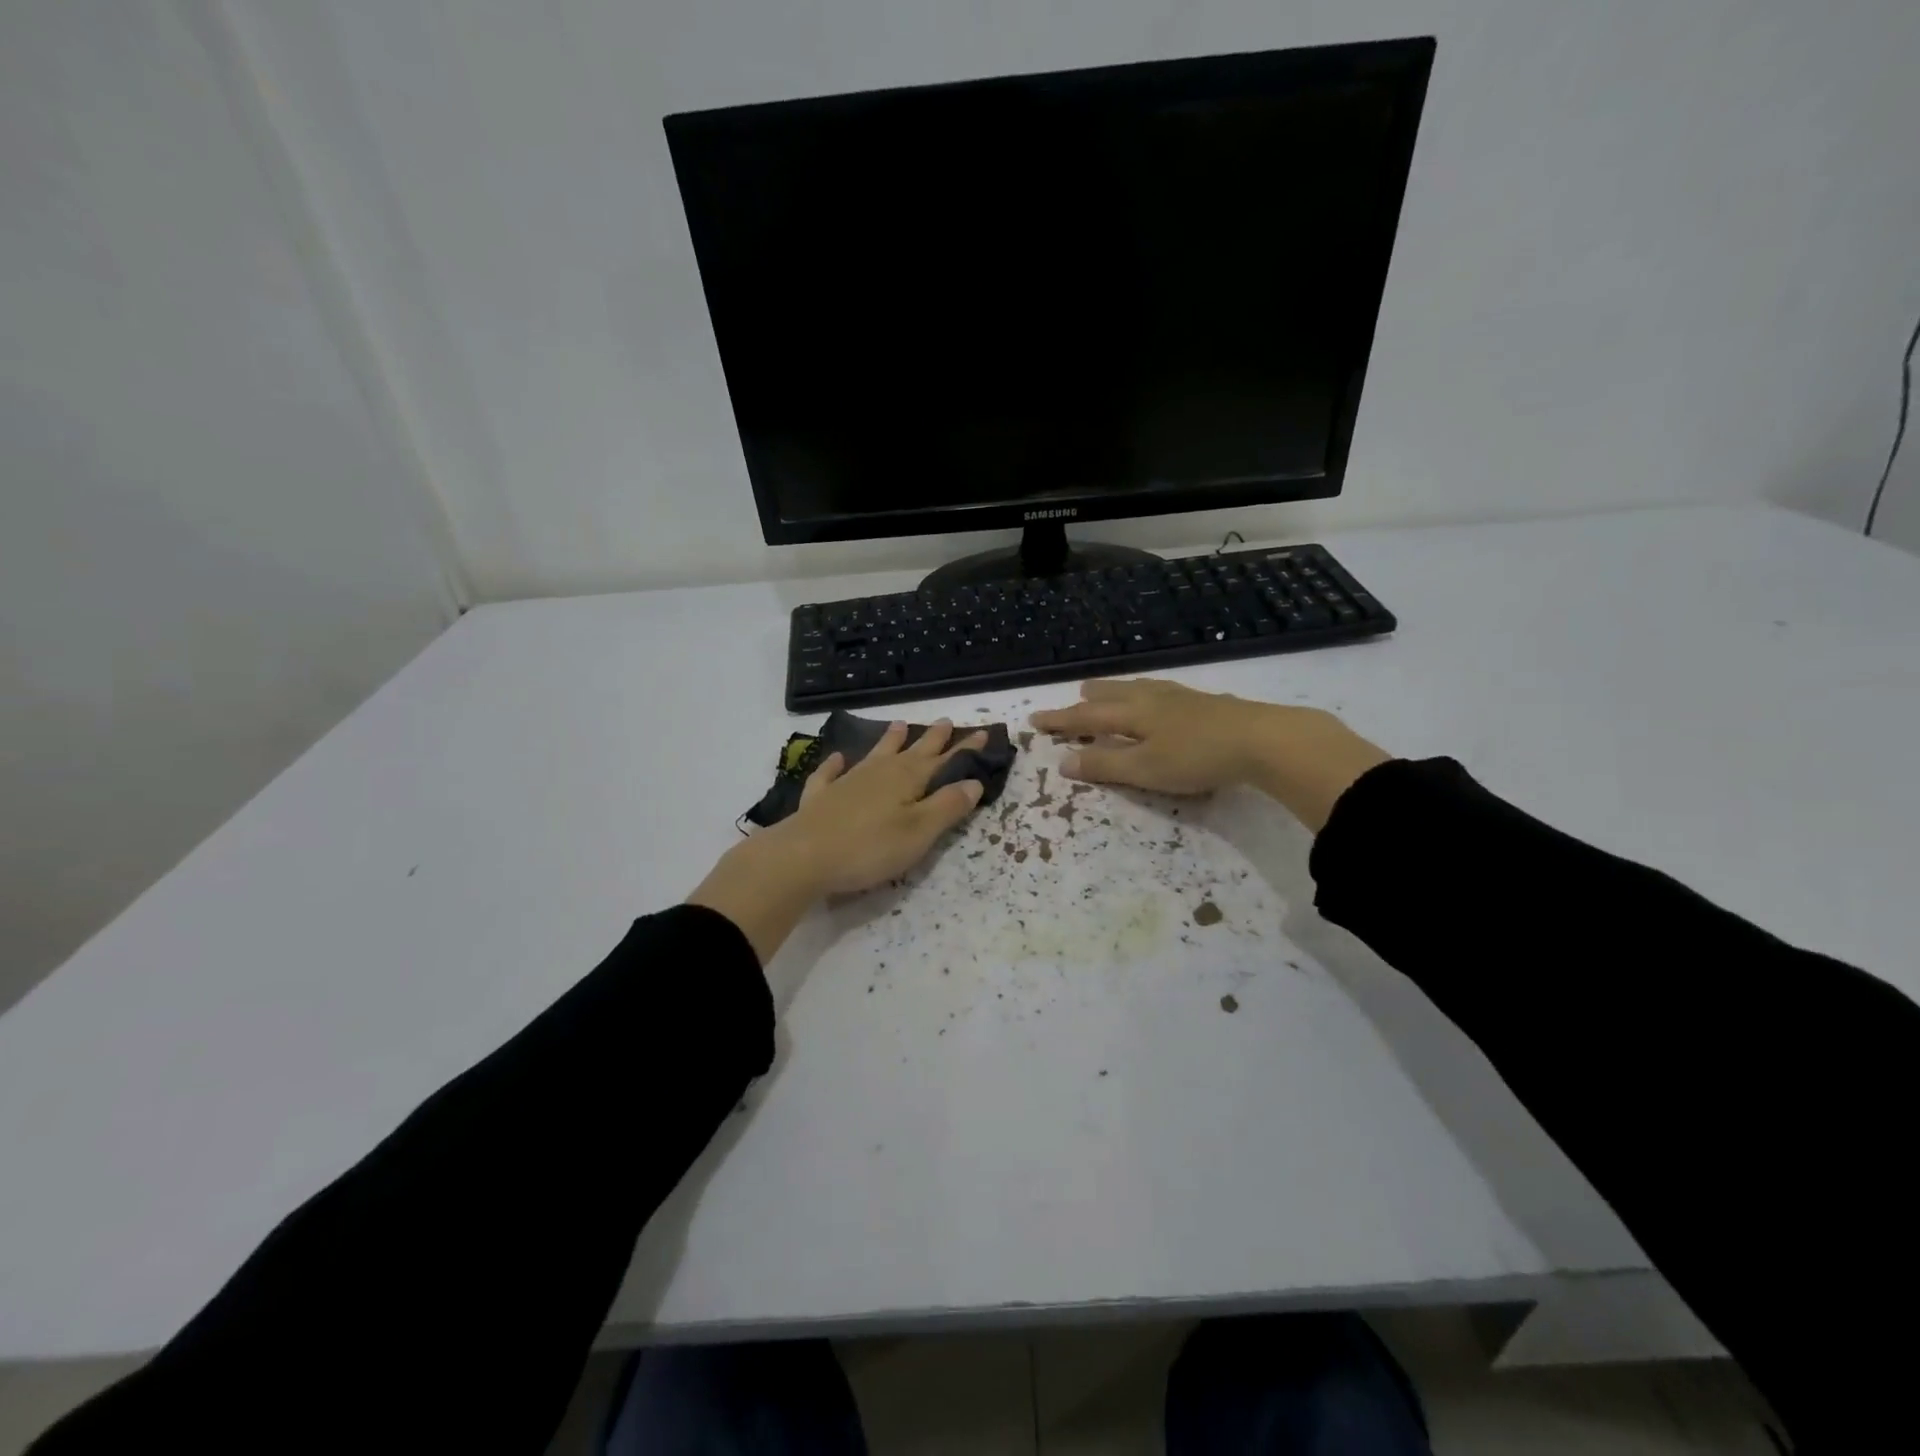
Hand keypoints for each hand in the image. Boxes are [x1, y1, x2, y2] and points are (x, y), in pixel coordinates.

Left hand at [688, 720, 989, 961]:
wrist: (802, 856)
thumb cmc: (869, 848)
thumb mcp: (919, 832)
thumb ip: (947, 807)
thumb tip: (974, 781)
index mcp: (908, 779)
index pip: (944, 761)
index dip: (965, 750)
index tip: (983, 734)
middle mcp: (880, 772)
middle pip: (912, 752)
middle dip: (932, 739)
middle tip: (946, 721)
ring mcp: (847, 781)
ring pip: (875, 754)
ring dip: (889, 741)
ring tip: (899, 725)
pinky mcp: (821, 797)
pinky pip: (830, 773)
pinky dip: (835, 764)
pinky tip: (837, 758)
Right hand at [1030, 678, 1389, 832]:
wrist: (1262, 738)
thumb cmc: (1196, 757)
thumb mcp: (1145, 769)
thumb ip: (1105, 765)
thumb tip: (1063, 762)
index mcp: (1132, 713)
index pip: (1086, 717)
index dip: (1060, 720)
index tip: (1035, 719)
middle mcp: (1151, 698)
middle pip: (1113, 695)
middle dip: (1090, 699)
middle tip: (1076, 697)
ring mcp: (1181, 697)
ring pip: (1139, 689)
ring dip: (1118, 692)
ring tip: (1111, 692)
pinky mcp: (1205, 702)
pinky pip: (1161, 691)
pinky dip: (1146, 694)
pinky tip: (1161, 700)